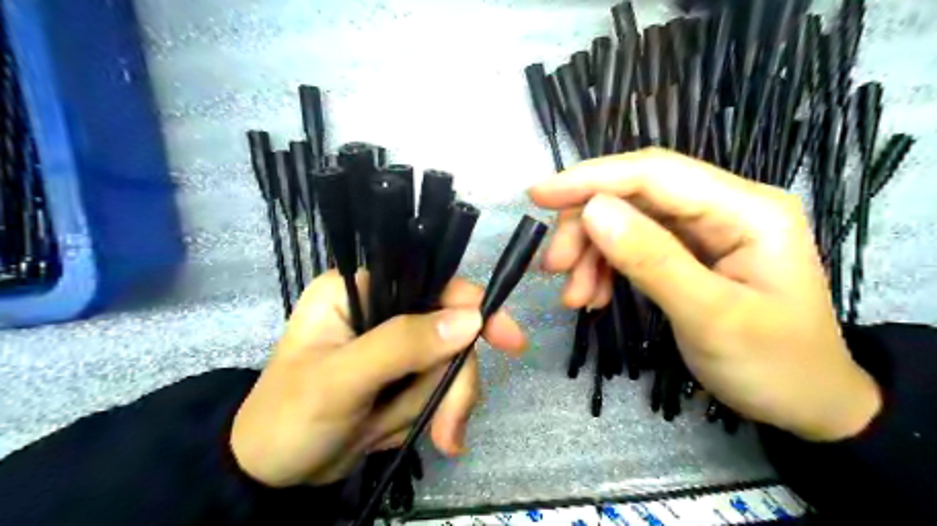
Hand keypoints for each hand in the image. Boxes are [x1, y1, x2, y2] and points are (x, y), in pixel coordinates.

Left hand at [229, 271, 524, 489]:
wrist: (274, 475)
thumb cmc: (289, 419)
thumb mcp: (341, 381)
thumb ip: (402, 345)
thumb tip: (471, 319)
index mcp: (358, 289)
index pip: (427, 280)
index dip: (471, 305)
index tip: (507, 339)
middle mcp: (382, 308)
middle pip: (449, 327)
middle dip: (452, 379)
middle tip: (448, 426)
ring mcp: (397, 344)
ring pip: (450, 362)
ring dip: (443, 404)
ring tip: (430, 438)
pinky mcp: (405, 373)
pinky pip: (443, 386)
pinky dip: (440, 415)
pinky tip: (431, 438)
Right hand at [530, 148, 883, 443]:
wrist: (807, 404)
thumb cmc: (774, 365)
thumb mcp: (711, 317)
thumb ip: (652, 260)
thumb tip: (592, 210)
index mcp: (747, 209)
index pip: (655, 173)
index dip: (592, 178)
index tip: (539, 195)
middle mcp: (724, 206)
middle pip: (635, 195)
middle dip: (586, 227)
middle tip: (554, 267)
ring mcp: (705, 229)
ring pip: (627, 221)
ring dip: (591, 253)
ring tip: (575, 297)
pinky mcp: (688, 251)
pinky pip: (633, 246)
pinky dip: (605, 268)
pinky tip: (594, 296)